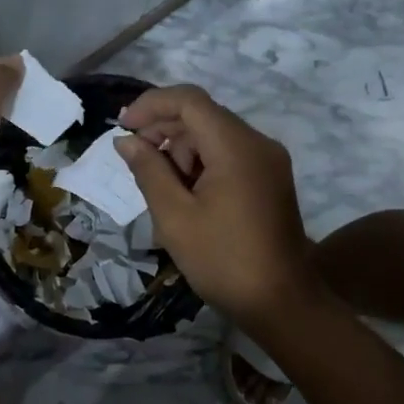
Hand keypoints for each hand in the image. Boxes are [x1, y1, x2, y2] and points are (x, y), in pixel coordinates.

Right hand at [115, 86, 314, 327]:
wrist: (280, 302)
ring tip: (161, 187)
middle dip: (164, 129)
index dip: (151, 105)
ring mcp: (268, 161)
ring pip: (215, 135)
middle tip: (135, 160)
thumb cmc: (222, 260)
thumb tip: (126, 141)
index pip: (190, 101)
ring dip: (181, 149)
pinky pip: (229, 154)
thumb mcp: (175, 217)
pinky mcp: (270, 179)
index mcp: (236, 147)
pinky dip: (201, 163)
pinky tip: (185, 193)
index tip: (122, 127)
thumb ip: (148, 171)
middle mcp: (258, 143)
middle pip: (203, 115)